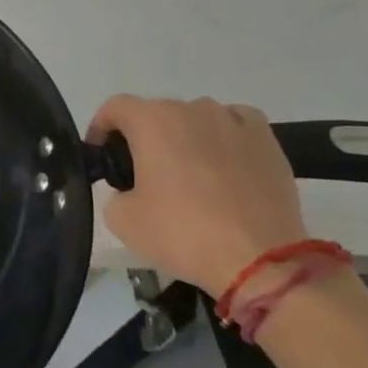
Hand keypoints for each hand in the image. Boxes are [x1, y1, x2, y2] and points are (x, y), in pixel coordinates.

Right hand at [88, 95, 307, 295]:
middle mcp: (192, 109)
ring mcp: (233, 121)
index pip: (114, 108)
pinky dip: (223, 138)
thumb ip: (116, 191)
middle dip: (144, 137)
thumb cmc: (182, 233)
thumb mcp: (121, 218)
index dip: (101, 128)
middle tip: (143, 174)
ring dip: (184, 138)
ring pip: (196, 119)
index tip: (102, 155)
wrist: (260, 259)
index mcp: (152, 121)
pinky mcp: (267, 140)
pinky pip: (234, 125)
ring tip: (189, 173)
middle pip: (156, 113)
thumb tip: (131, 189)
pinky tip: (224, 164)